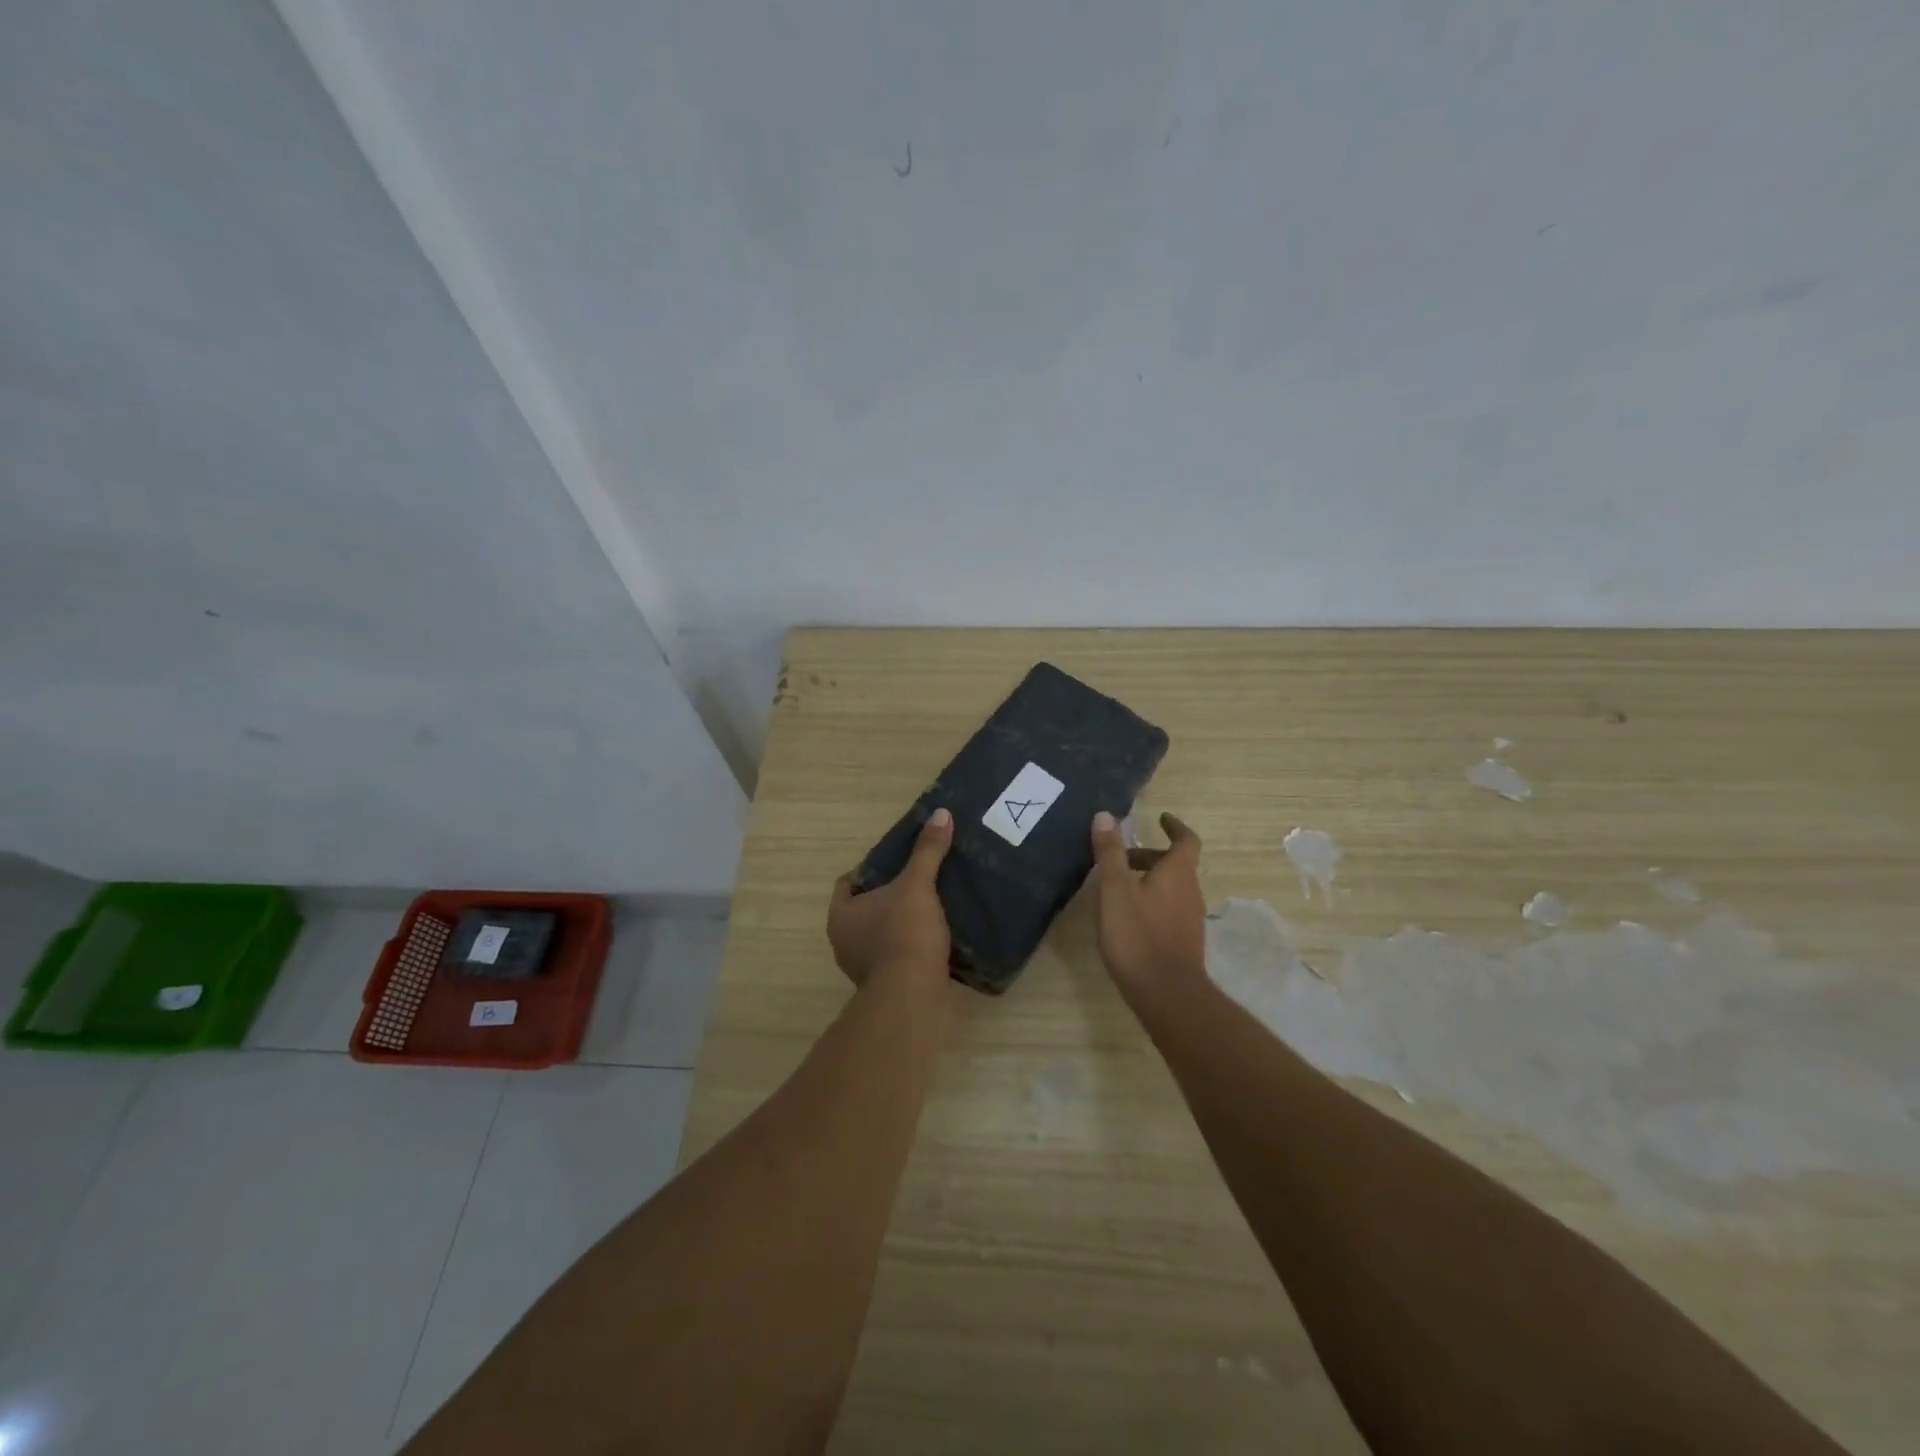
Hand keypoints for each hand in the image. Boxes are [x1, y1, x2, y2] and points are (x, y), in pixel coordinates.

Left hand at [828, 808, 953, 985]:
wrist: (914, 997)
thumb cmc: (904, 934)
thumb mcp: (917, 885)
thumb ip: (927, 851)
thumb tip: (941, 813)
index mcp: (841, 915)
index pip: (848, 882)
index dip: (870, 868)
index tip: (897, 861)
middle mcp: (845, 941)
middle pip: (867, 907)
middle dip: (891, 895)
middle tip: (920, 878)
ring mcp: (865, 967)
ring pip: (884, 932)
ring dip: (904, 922)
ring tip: (934, 903)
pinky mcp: (888, 984)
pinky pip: (900, 954)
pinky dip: (915, 945)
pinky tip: (939, 934)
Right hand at [1090, 810, 1206, 1012]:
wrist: (1167, 994)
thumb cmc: (1139, 935)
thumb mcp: (1115, 890)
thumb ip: (1110, 853)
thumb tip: (1106, 815)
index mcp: (1178, 873)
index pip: (1186, 840)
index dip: (1175, 827)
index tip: (1161, 818)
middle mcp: (1191, 891)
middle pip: (1175, 864)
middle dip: (1149, 856)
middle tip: (1120, 858)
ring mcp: (1190, 918)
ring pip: (1171, 887)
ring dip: (1149, 880)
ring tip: (1117, 887)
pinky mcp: (1184, 941)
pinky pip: (1169, 908)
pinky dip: (1151, 901)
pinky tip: (1128, 917)